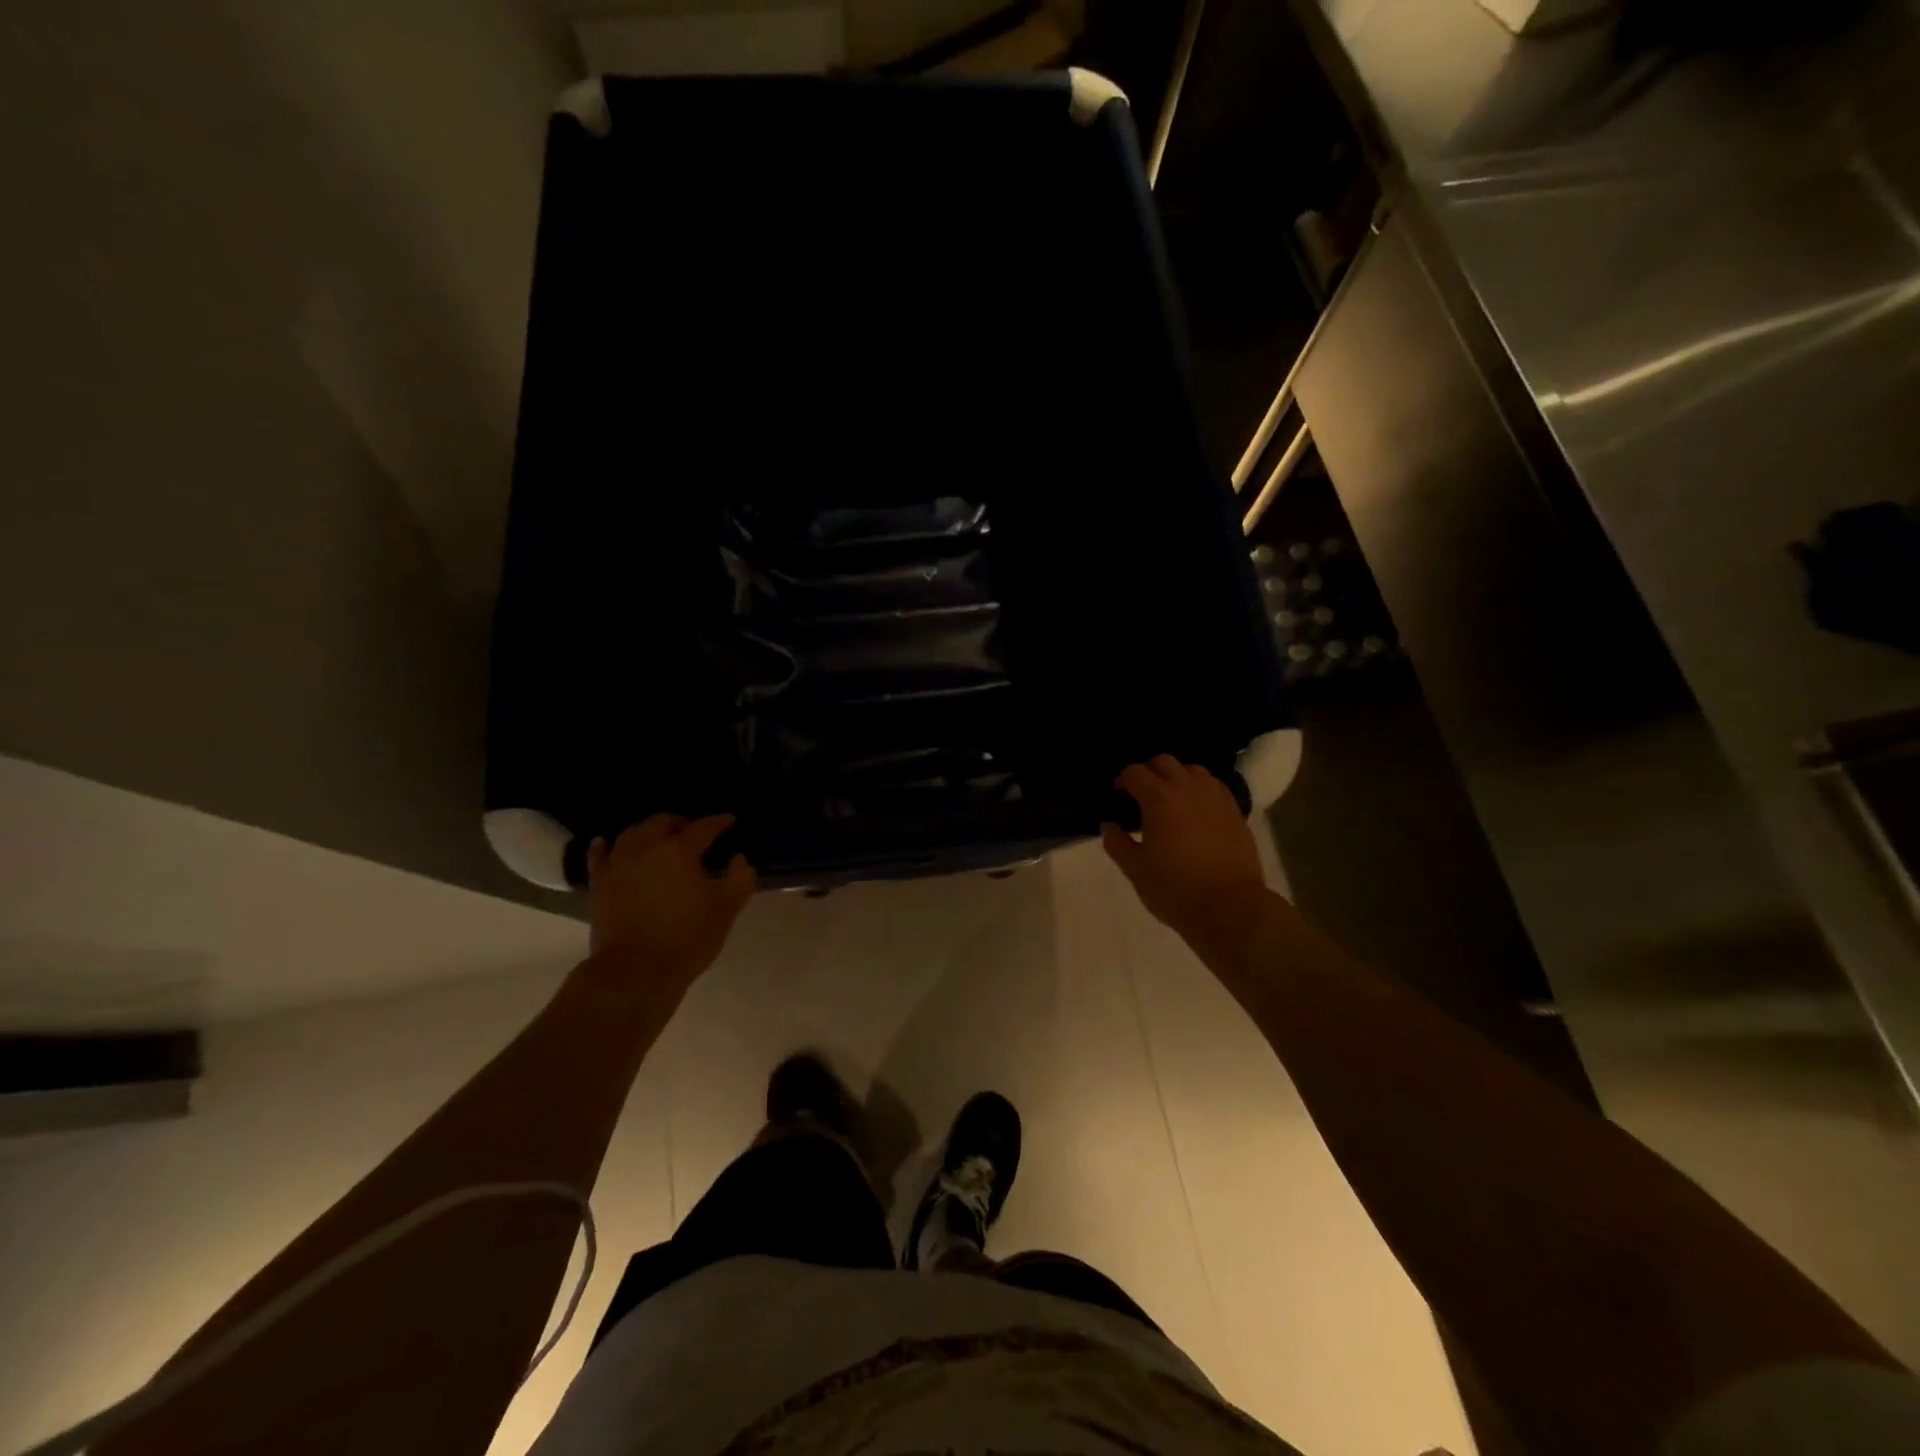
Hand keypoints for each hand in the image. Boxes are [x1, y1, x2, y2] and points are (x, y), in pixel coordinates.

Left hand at [587, 815, 755, 988]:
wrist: (635, 972)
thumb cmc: (686, 939)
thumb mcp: (726, 910)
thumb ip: (740, 879)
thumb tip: (739, 858)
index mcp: (680, 851)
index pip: (703, 827)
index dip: (719, 822)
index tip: (730, 820)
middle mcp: (646, 848)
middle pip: (662, 822)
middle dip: (679, 823)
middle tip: (692, 832)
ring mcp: (618, 865)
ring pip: (631, 834)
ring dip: (647, 831)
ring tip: (656, 839)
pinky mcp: (599, 885)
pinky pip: (599, 856)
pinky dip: (603, 846)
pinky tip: (605, 844)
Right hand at [1102, 757, 1269, 950]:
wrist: (1230, 906)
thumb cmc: (1175, 889)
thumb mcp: (1136, 870)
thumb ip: (1117, 843)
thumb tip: (1109, 825)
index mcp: (1159, 799)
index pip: (1135, 772)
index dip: (1122, 781)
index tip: (1118, 796)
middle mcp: (1188, 788)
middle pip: (1164, 762)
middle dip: (1149, 772)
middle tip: (1142, 795)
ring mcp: (1215, 796)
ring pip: (1192, 770)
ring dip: (1177, 778)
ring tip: (1171, 801)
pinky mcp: (1234, 810)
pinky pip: (1213, 787)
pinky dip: (1200, 790)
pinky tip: (1196, 811)